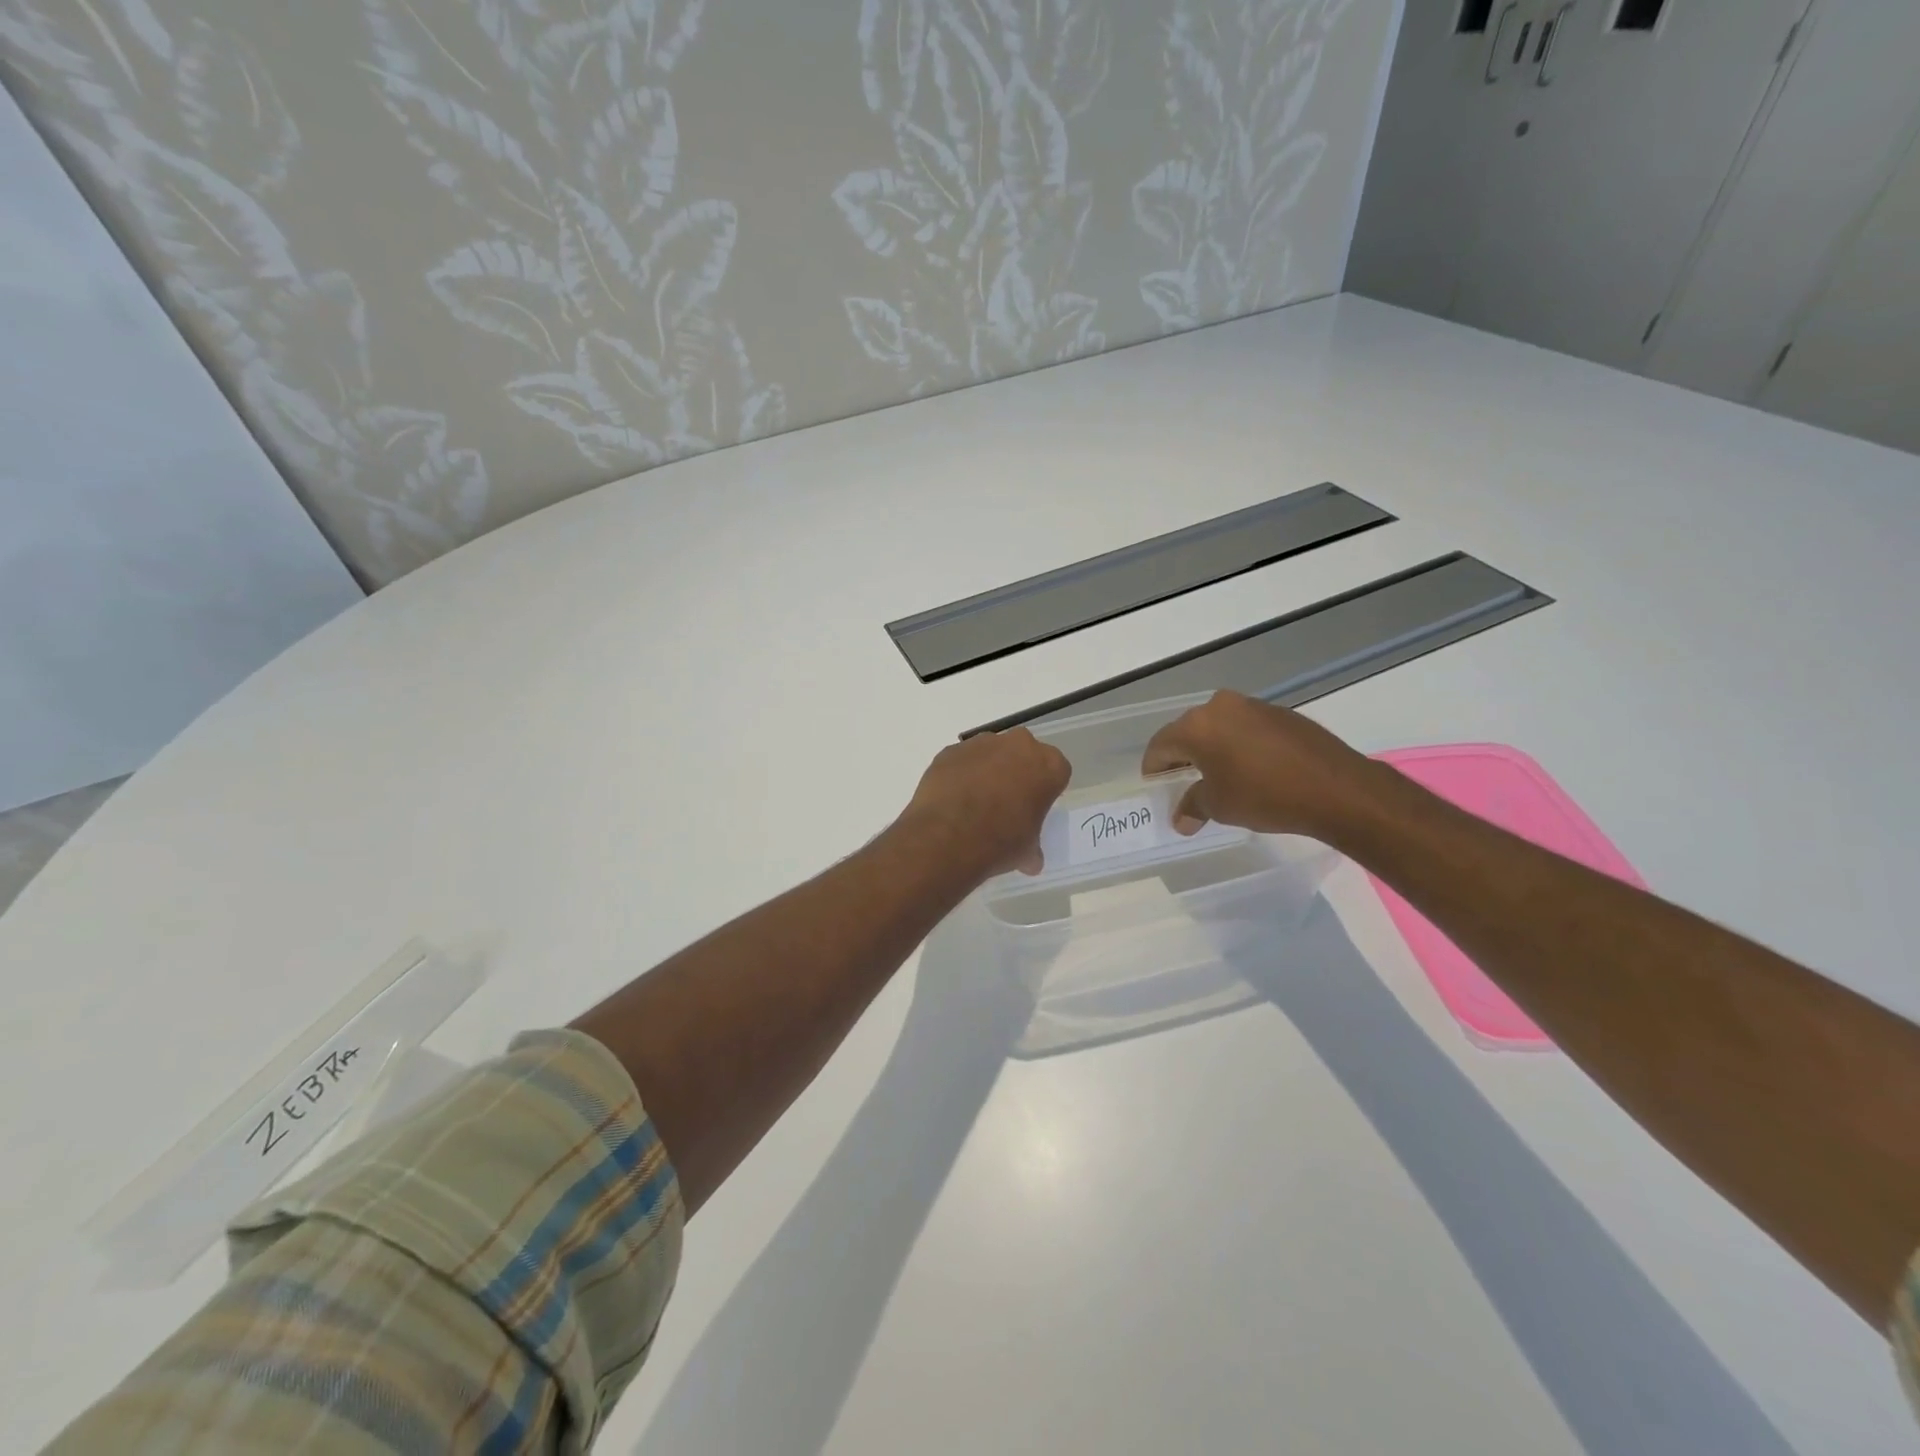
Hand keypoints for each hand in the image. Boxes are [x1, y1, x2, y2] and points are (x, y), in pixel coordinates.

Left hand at [901, 729, 1070, 877]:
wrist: (948, 837)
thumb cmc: (1001, 842)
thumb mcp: (1027, 851)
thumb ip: (1032, 847)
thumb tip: (1030, 860)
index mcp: (1049, 766)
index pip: (1056, 772)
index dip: (1045, 790)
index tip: (1034, 807)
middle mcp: (1019, 745)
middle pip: (1024, 754)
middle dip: (1017, 773)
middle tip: (1006, 802)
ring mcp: (982, 743)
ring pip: (991, 753)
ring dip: (987, 771)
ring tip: (974, 803)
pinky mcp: (951, 750)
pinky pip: (962, 760)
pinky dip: (960, 774)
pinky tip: (953, 800)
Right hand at [1141, 690, 1381, 840]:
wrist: (1336, 788)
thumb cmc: (1264, 796)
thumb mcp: (1220, 806)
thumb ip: (1193, 806)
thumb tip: (1181, 819)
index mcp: (1197, 726)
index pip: (1161, 745)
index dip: (1154, 768)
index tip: (1156, 786)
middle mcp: (1220, 707)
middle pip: (1188, 731)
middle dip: (1182, 757)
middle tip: (1183, 782)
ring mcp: (1253, 706)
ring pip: (1218, 727)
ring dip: (1212, 749)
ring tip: (1219, 776)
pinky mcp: (1280, 713)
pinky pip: (1246, 727)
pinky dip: (1239, 745)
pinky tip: (1251, 768)